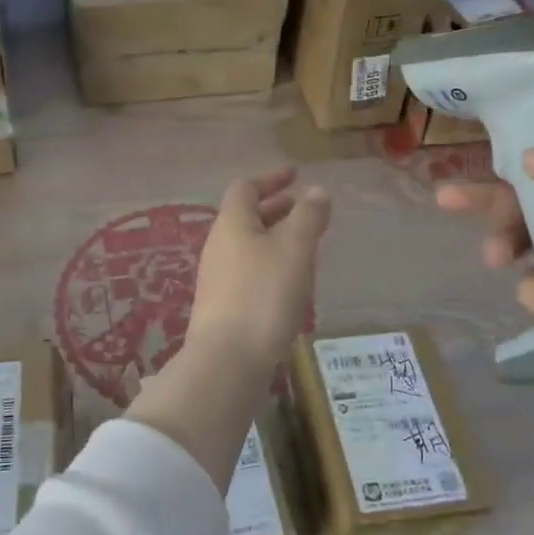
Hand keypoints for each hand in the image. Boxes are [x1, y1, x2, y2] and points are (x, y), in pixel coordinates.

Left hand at [185, 166, 331, 373]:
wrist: (228, 359)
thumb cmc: (264, 294)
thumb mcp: (295, 249)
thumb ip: (308, 216)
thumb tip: (315, 191)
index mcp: (232, 224)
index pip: (245, 188)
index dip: (270, 178)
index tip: (295, 175)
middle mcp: (219, 246)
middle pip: (245, 217)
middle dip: (276, 209)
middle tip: (305, 209)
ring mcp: (218, 277)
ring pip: (249, 245)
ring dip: (275, 237)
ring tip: (305, 245)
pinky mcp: (223, 305)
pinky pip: (249, 270)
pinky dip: (271, 263)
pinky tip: (290, 282)